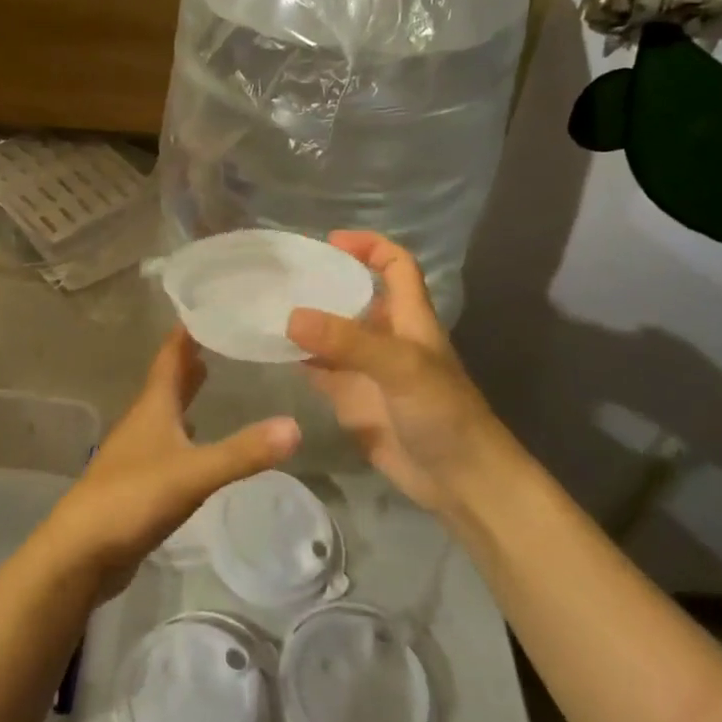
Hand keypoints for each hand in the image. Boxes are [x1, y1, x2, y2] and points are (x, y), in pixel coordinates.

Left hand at [38, 327, 299, 600]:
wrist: (82, 551)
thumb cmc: (133, 498)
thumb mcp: (194, 473)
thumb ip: (243, 452)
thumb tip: (295, 426)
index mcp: (153, 407)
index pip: (170, 357)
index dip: (186, 332)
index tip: (206, 305)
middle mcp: (143, 421)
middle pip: (167, 381)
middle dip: (190, 359)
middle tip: (218, 337)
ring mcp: (137, 452)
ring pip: (166, 411)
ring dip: (185, 393)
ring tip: (210, 376)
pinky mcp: (138, 481)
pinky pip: (166, 442)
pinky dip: (184, 430)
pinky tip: (196, 438)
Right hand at [287, 232, 507, 516]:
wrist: (459, 480)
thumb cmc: (442, 413)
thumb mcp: (400, 367)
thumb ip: (348, 341)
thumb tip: (291, 316)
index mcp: (409, 317)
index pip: (395, 265)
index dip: (369, 246)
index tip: (329, 241)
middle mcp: (385, 336)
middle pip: (354, 295)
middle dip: (322, 281)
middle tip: (277, 274)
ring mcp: (365, 369)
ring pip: (330, 333)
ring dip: (303, 320)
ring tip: (262, 304)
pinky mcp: (350, 398)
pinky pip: (318, 369)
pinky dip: (295, 358)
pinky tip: (268, 349)